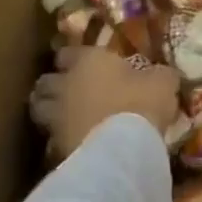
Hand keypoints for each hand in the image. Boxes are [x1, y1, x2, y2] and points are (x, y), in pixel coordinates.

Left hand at [28, 46, 179, 155]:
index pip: (66, 53)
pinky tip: (71, 144)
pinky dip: (56, 140)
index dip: (72, 58)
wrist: (122, 149)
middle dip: (53, 85)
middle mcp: (65, 85)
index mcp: (88, 61)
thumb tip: (161, 74)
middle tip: (66, 91)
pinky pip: (49, 139)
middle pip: (45, 81)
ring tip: (62, 117)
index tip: (81, 63)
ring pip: (39, 109)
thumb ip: (158, 75)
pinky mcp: (53, 147)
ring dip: (47, 110)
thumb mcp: (163, 82)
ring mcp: (54, 117)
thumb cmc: (141, 103)